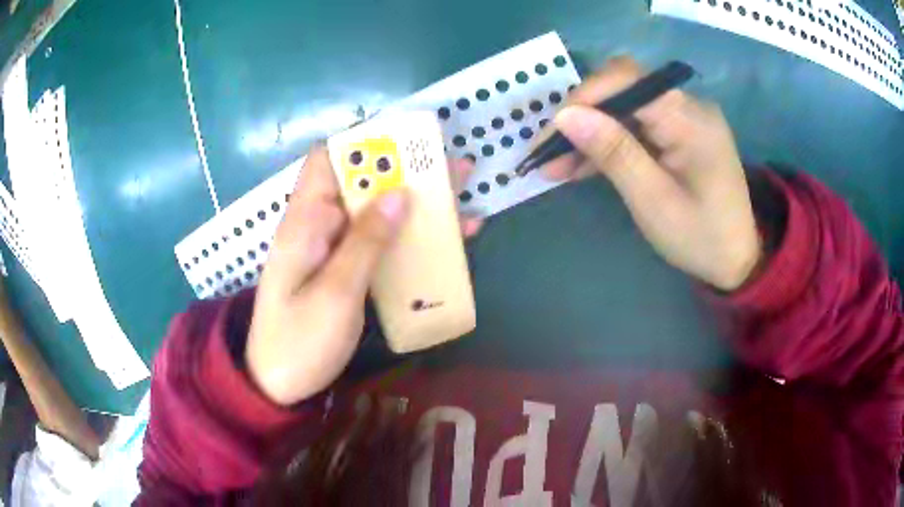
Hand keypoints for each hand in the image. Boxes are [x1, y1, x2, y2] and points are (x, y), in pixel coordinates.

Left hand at [247, 149, 481, 404]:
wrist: (278, 385)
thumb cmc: (299, 342)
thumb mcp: (335, 294)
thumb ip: (365, 242)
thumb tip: (398, 193)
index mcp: (305, 222)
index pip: (326, 161)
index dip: (363, 144)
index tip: (406, 142)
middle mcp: (319, 227)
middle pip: (361, 184)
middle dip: (406, 173)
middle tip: (453, 167)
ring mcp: (334, 250)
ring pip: (377, 213)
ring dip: (416, 205)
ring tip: (463, 198)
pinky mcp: (346, 270)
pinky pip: (379, 244)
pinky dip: (410, 238)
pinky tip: (446, 240)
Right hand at [544, 57, 760, 290]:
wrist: (736, 258)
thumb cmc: (700, 237)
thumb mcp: (654, 200)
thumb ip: (614, 152)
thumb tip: (565, 115)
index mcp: (690, 119)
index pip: (628, 79)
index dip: (584, 97)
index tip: (551, 132)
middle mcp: (688, 106)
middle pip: (623, 90)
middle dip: (582, 117)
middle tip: (548, 154)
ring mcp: (684, 118)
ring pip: (624, 108)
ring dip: (590, 133)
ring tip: (556, 165)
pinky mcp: (678, 132)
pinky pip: (636, 126)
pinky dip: (608, 143)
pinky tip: (582, 165)